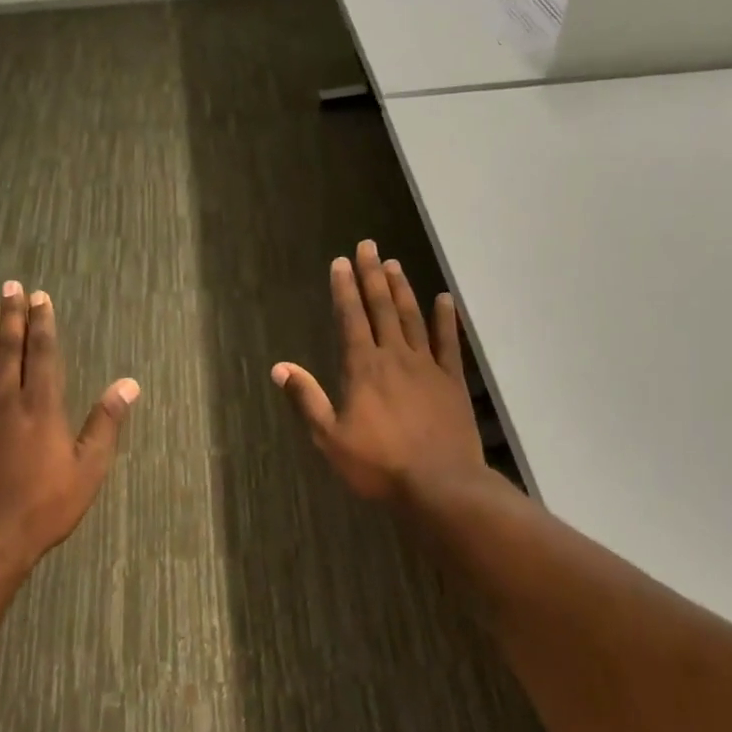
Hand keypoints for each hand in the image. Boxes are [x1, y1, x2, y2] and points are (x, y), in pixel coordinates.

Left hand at [0, 281, 138, 565]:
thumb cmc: (45, 505)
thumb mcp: (88, 469)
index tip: (40, 297)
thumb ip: (106, 423)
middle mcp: (8, 400)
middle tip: (10, 286)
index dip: (43, 323)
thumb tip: (128, 384)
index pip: (44, 353)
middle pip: (10, 348)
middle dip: (12, 315)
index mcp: (43, 406)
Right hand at [272, 240, 485, 502]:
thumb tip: (280, 368)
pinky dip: (446, 320)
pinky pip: (449, 343)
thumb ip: (307, 399)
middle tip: (368, 246)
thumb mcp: (330, 438)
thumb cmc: (379, 465)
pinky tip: (444, 299)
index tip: (341, 263)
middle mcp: (395, 357)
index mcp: (363, 368)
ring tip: (394, 264)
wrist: (440, 485)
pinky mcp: (452, 381)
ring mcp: (427, 367)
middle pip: (381, 308)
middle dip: (372, 276)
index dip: (344, 289)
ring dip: (402, 290)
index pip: (351, 319)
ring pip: (412, 318)